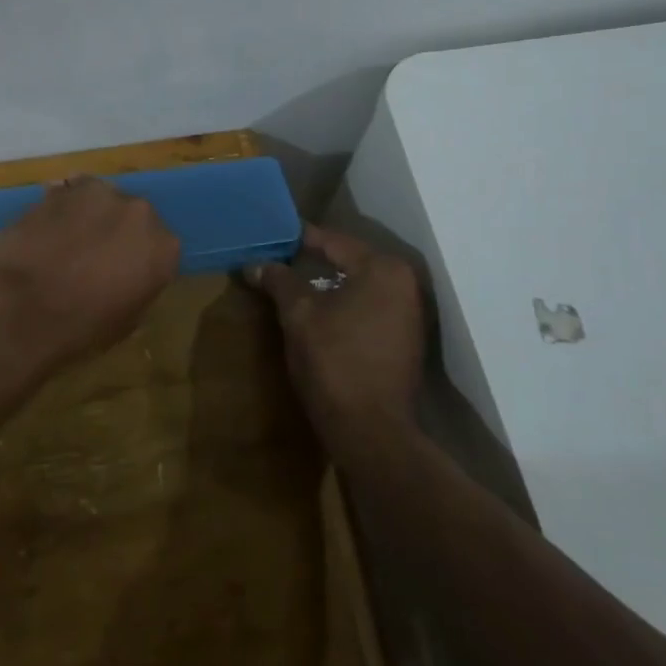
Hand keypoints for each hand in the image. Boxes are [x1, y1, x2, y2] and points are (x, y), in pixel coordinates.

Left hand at [0, 177, 180, 373]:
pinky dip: (60, 210)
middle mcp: (138, 212)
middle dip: (116, 233)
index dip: (139, 262)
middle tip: (93, 258)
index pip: (160, 249)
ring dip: (89, 216)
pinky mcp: (59, 190)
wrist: (19, 307)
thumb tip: (128, 285)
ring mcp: (97, 193)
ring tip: (65, 242)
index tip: (123, 276)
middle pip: (132, 217)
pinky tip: (44, 231)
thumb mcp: (124, 324)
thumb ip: (136, 292)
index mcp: (163, 248)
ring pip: (100, 200)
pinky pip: (67, 196)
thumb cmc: (79, 327)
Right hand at [246, 224, 426, 454]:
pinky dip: (344, 304)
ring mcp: (409, 314)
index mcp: (382, 269)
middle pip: (350, 261)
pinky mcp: (406, 340)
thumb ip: (279, 281)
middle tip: (279, 257)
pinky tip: (319, 311)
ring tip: (293, 283)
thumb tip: (255, 264)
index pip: (333, 241)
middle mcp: (404, 284)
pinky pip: (369, 307)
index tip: (273, 234)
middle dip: (315, 260)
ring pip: (360, 286)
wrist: (371, 431)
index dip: (299, 238)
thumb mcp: (298, 315)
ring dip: (329, 284)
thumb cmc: (334, 361)